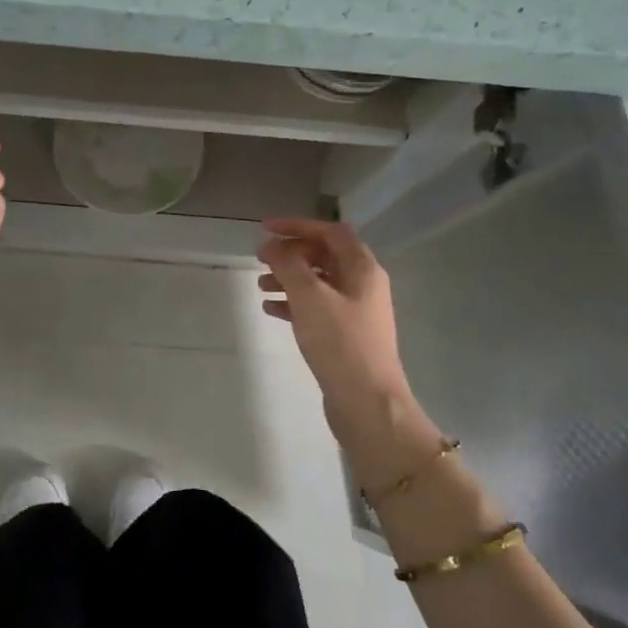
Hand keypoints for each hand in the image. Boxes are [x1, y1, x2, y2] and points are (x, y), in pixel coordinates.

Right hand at [257, 218, 413, 428]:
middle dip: (292, 253)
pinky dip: (294, 303)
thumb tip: (272, 244)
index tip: (265, 228)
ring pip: (318, 283)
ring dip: (289, 278)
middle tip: (260, 258)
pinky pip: (316, 308)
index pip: (330, 231)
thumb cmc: (340, 343)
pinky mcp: (345, 335)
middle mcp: (363, 285)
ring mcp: (356, 311)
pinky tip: (270, 309)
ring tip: (260, 285)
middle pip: (324, 256)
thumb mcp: (309, 297)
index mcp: (362, 268)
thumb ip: (288, 265)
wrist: (367, 403)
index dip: (298, 225)